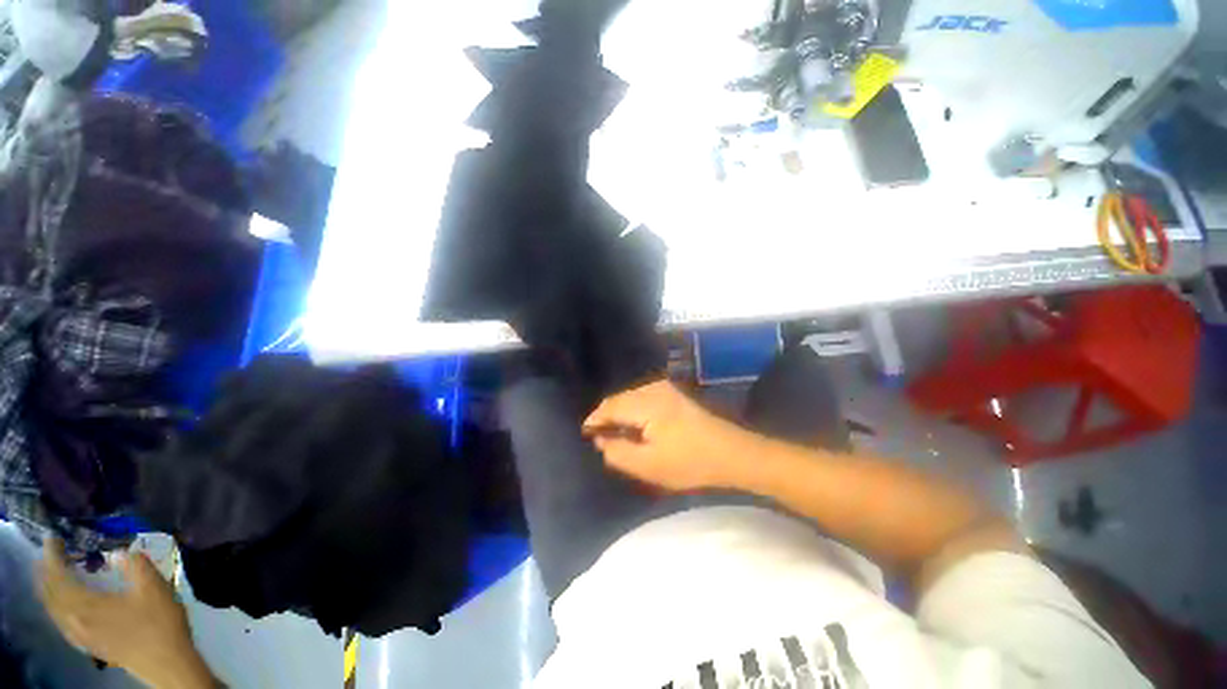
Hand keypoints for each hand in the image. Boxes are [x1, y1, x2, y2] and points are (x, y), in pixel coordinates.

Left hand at [38, 540, 214, 688]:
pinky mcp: (88, 643)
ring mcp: (81, 635)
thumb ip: (135, 566)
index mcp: (86, 605)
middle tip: (49, 553)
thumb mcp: (154, 588)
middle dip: (46, 573)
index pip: (59, 577)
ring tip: (53, 574)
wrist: (166, 662)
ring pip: (54, 610)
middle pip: (50, 595)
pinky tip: (66, 605)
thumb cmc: (159, 622)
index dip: (52, 556)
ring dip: (49, 589)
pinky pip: (62, 621)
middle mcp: (75, 620)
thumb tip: (120, 551)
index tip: (52, 538)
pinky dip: (57, 606)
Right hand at [584, 380, 752, 491]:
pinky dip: (634, 412)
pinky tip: (637, 428)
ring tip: (617, 436)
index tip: (585, 436)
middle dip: (607, 418)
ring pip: (631, 398)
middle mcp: (653, 388)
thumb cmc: (690, 462)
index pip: (609, 406)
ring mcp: (666, 389)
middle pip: (619, 399)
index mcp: (646, 402)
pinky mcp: (674, 394)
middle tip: (600, 440)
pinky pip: (643, 399)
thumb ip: (617, 452)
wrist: (732, 453)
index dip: (595, 420)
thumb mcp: (648, 465)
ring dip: (621, 415)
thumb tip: (601, 440)